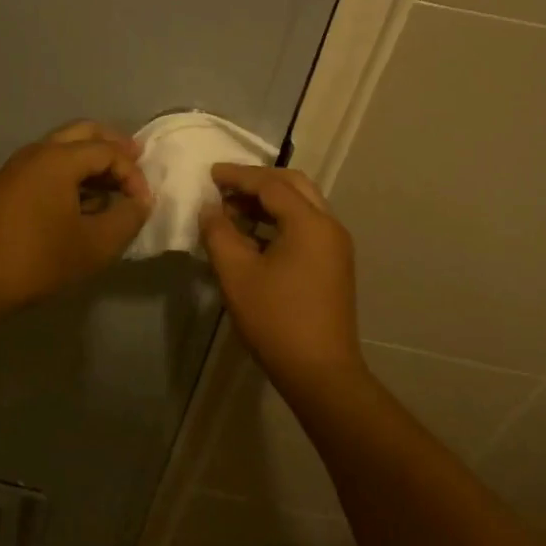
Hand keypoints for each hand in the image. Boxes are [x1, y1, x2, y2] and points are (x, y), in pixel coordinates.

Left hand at [0, 121, 152, 314]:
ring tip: (112, 190)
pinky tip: (83, 205)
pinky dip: (71, 175)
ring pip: (63, 150)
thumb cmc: (37, 258)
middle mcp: (37, 152)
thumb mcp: (95, 244)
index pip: (109, 151)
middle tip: (137, 161)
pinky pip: (48, 167)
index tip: (143, 205)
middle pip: (84, 134)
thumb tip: (139, 202)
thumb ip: (127, 218)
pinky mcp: (8, 187)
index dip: (134, 174)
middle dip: (113, 146)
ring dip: (91, 162)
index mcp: (59, 158)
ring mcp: (18, 167)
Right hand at [199, 163, 363, 389]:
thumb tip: (209, 209)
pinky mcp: (333, 265)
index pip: (271, 184)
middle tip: (224, 187)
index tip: (210, 173)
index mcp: (309, 223)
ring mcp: (335, 246)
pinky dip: (278, 221)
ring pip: (301, 206)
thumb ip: (219, 233)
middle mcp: (329, 226)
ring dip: (268, 202)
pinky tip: (252, 236)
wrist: (320, 372)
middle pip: (293, 186)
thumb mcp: (236, 274)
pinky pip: (305, 226)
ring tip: (232, 210)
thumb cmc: (276, 320)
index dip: (238, 176)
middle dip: (257, 182)